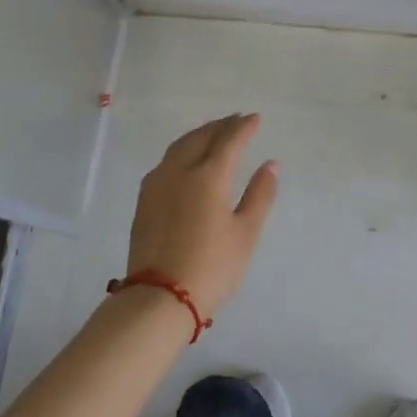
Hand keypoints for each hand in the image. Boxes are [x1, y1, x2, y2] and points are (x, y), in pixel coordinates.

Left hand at [122, 114, 278, 317]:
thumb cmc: (211, 267)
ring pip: (179, 146)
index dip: (243, 127)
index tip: (255, 118)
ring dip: (199, 134)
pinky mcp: (144, 199)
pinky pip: (166, 161)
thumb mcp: (245, 233)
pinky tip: (186, 158)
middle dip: (220, 126)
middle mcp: (180, 171)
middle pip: (201, 137)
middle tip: (236, 121)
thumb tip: (271, 164)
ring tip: (213, 133)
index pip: (228, 141)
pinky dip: (182, 150)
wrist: (159, 298)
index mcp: (208, 176)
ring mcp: (157, 184)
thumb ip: (259, 195)